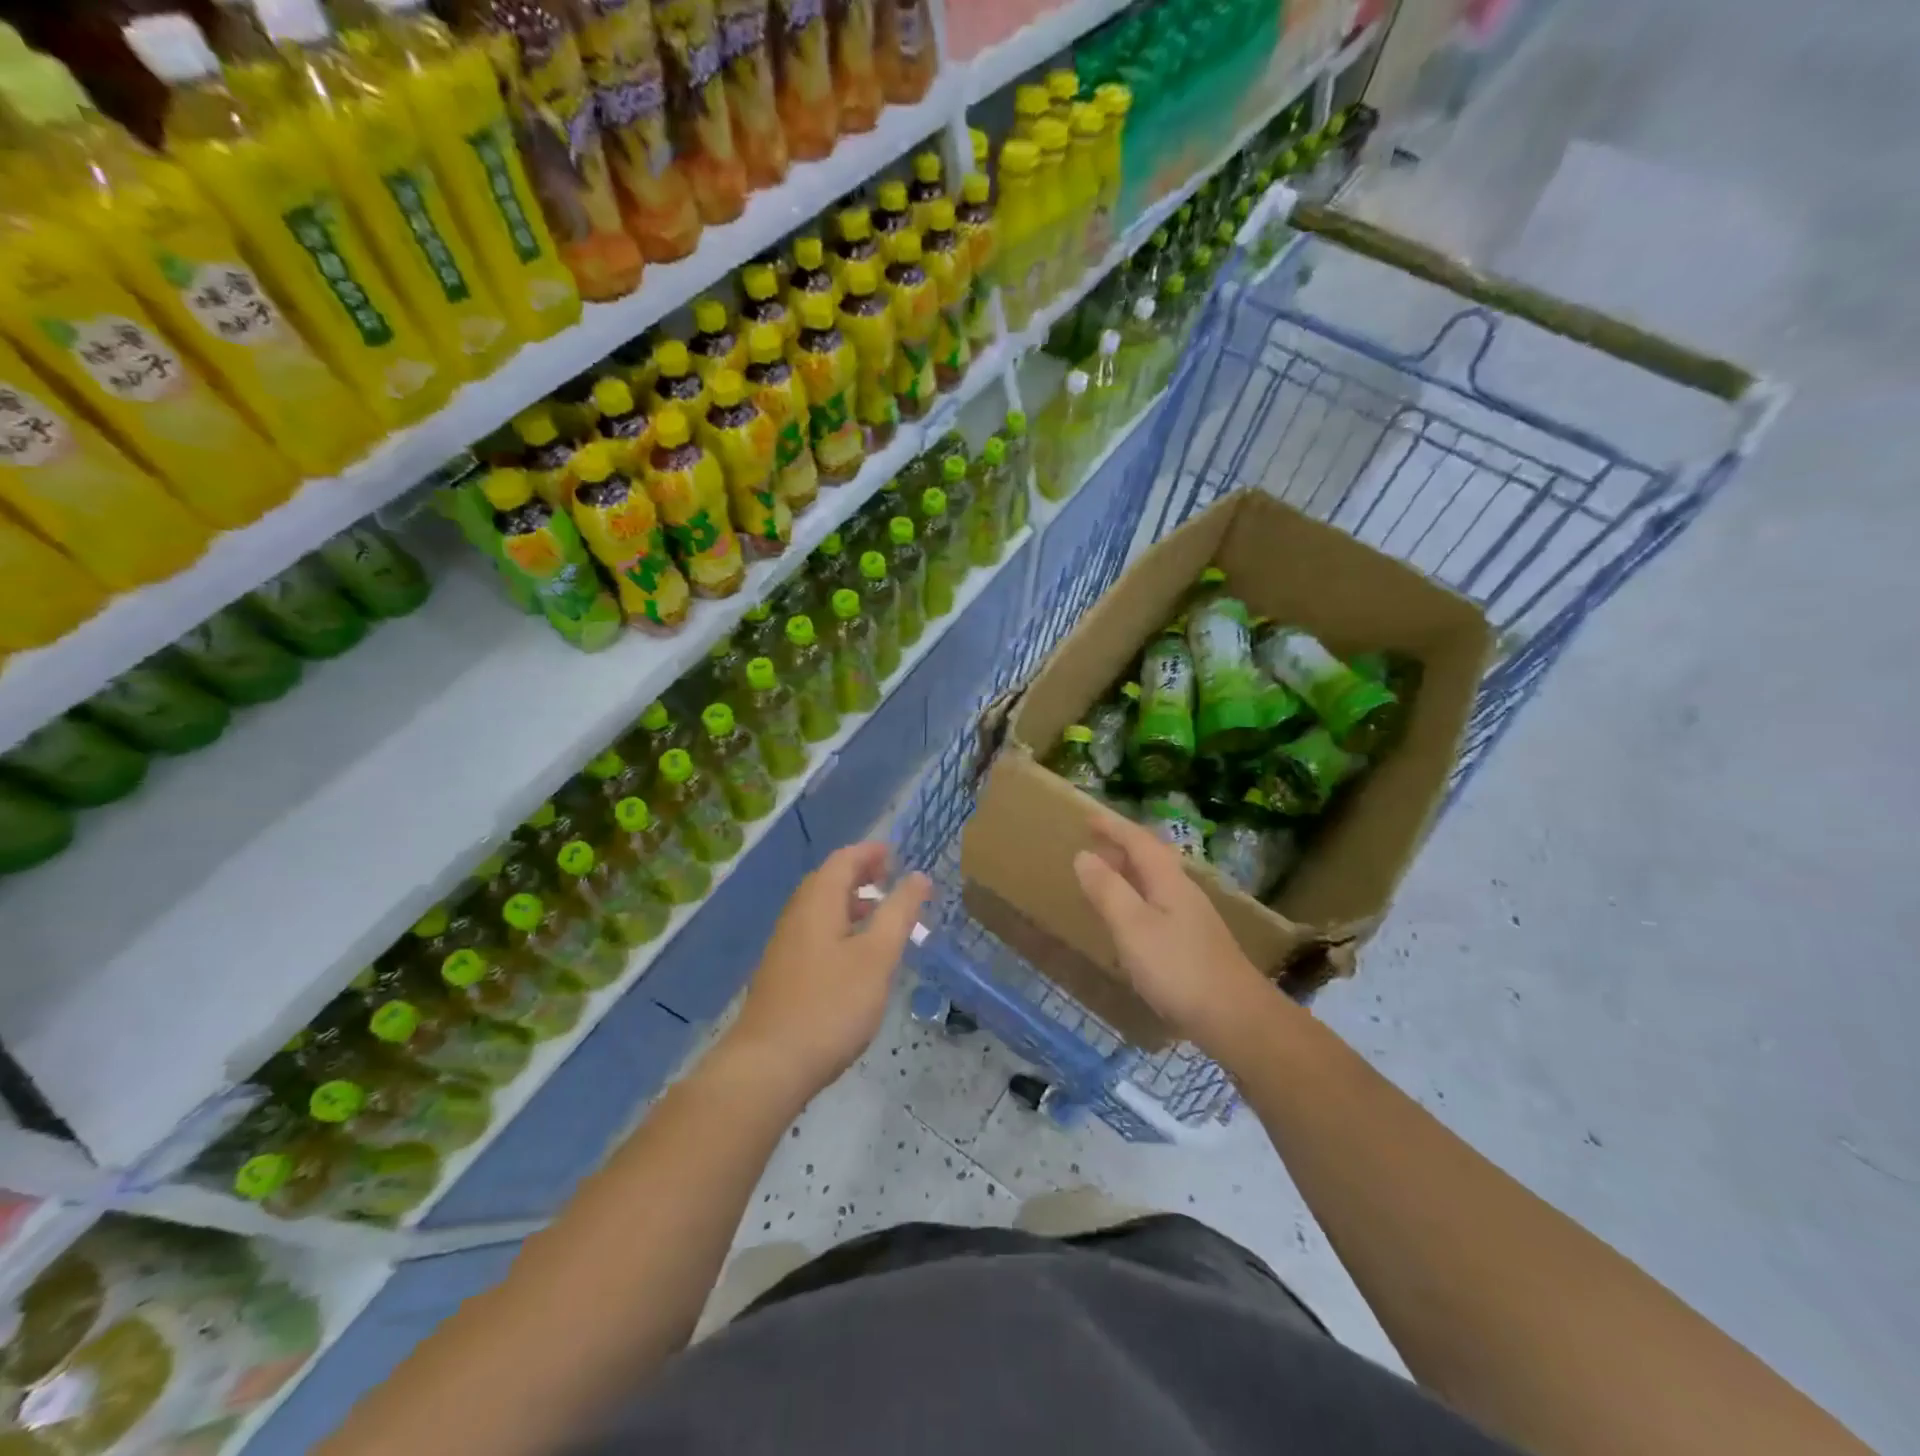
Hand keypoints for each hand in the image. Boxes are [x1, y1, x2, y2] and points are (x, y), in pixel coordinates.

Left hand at [727, 842, 929, 1096]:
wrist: (768, 1066)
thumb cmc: (830, 1005)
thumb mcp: (876, 957)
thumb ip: (899, 913)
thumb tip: (919, 876)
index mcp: (817, 902)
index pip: (843, 859)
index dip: (870, 852)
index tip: (897, 854)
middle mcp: (797, 915)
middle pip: (828, 880)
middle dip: (861, 874)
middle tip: (892, 880)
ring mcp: (786, 946)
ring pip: (821, 909)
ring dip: (851, 903)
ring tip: (881, 916)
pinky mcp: (783, 973)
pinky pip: (816, 933)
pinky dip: (840, 927)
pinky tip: (857, 957)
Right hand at [1073, 812, 1278, 1056]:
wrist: (1237, 1018)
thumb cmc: (1179, 969)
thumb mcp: (1133, 927)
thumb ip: (1107, 890)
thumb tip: (1084, 855)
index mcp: (1168, 881)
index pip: (1138, 841)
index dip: (1113, 827)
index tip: (1087, 816)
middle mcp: (1183, 891)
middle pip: (1152, 857)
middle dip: (1122, 845)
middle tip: (1093, 842)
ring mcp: (1193, 918)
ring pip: (1156, 881)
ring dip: (1130, 872)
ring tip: (1105, 876)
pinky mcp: (1195, 943)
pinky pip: (1159, 904)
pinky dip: (1137, 897)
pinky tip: (1130, 920)